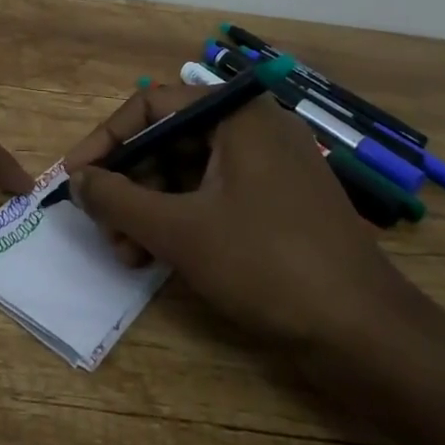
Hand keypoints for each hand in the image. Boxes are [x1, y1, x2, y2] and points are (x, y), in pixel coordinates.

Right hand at [63, 84, 414, 351]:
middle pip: (169, 140)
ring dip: (149, 208)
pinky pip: (214, 195)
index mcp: (236, 112)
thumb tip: (77, 180)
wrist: (370, 339)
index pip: (151, 105)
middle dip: (129, 184)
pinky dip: (181, 220)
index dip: (106, 140)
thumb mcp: (181, 231)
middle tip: (100, 224)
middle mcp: (252, 127)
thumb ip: (119, 200)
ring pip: (189, 172)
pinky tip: (155, 257)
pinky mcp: (278, 203)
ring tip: (124, 253)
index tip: (74, 176)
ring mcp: (269, 165)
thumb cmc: (268, 265)